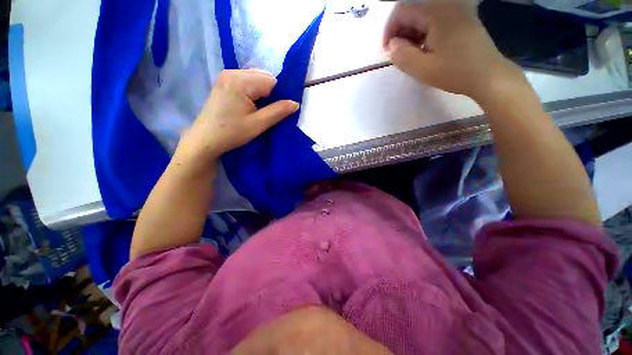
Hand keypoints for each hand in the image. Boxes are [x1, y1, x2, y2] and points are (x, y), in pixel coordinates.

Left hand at [176, 69, 298, 164]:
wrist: (205, 140)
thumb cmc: (231, 133)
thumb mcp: (258, 124)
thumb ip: (278, 112)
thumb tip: (295, 103)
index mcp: (240, 81)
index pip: (271, 81)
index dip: (278, 95)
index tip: (277, 111)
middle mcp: (232, 72)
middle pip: (263, 77)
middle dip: (270, 94)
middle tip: (267, 112)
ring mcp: (226, 76)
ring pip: (255, 79)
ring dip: (262, 94)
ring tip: (258, 110)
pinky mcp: (223, 83)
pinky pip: (246, 82)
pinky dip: (253, 93)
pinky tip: (250, 106)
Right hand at [383, 0, 522, 102]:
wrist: (488, 76)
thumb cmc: (455, 72)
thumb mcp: (423, 69)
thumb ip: (402, 56)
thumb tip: (392, 45)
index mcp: (436, 12)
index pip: (402, 10)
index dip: (390, 30)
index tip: (388, 51)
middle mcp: (446, 4)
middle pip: (413, 11)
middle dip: (401, 32)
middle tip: (399, 55)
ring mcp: (456, 10)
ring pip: (423, 15)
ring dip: (412, 34)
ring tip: (412, 54)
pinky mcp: (461, 18)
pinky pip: (435, 19)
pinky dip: (424, 33)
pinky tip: (425, 49)